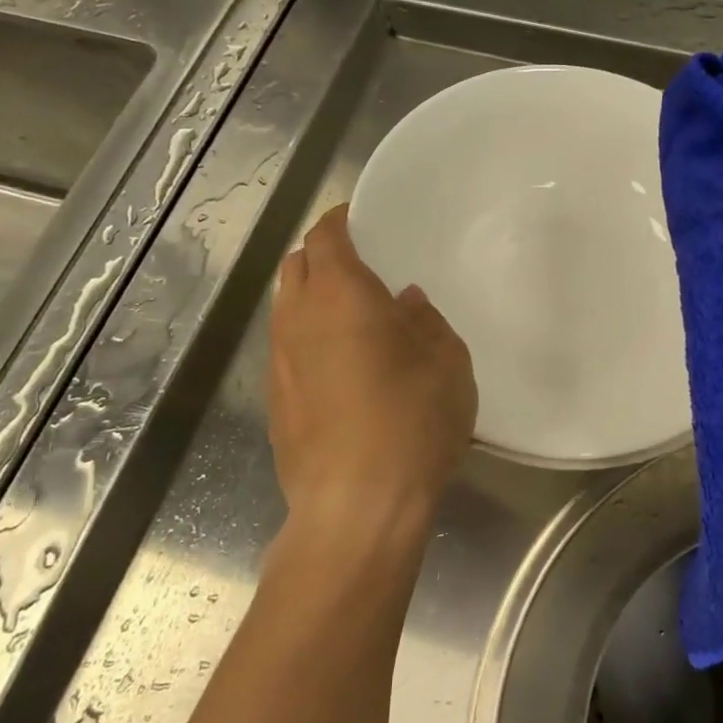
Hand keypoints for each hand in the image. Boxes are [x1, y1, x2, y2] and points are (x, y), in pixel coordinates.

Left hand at [268, 205, 476, 552]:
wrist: (357, 504)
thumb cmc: (412, 421)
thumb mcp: (447, 363)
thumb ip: (425, 321)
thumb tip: (404, 303)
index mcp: (341, 295)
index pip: (326, 236)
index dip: (339, 220)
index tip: (359, 218)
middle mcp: (299, 319)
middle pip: (296, 266)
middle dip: (321, 255)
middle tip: (360, 265)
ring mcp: (279, 362)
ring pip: (286, 308)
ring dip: (312, 299)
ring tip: (351, 316)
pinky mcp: (275, 402)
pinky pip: (288, 349)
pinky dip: (308, 339)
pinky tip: (340, 367)